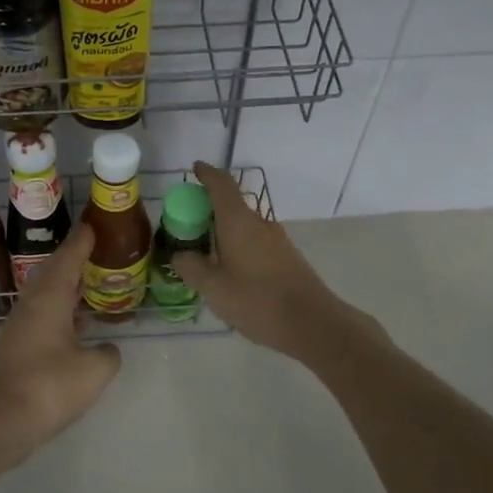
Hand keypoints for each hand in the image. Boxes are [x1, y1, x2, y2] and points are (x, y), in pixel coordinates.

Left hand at [0, 223, 121, 474]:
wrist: (0, 422)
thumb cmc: (49, 387)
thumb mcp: (94, 371)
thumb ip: (108, 354)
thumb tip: (106, 350)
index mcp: (49, 298)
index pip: (68, 258)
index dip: (83, 240)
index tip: (94, 224)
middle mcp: (31, 304)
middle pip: (53, 271)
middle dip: (74, 258)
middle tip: (96, 249)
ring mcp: (19, 326)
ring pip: (45, 293)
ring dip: (66, 284)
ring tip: (89, 280)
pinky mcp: (15, 347)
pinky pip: (42, 313)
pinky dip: (60, 307)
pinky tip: (74, 321)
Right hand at [172, 162, 386, 362]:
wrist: (312, 323)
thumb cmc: (257, 300)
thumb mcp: (213, 288)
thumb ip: (191, 267)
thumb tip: (179, 254)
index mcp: (238, 221)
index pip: (220, 184)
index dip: (206, 173)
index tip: (194, 170)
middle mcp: (259, 223)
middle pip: (230, 204)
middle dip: (207, 210)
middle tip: (186, 227)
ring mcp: (276, 239)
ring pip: (243, 225)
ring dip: (222, 231)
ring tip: (204, 254)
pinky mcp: (286, 257)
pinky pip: (254, 241)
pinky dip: (237, 245)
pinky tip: (229, 272)